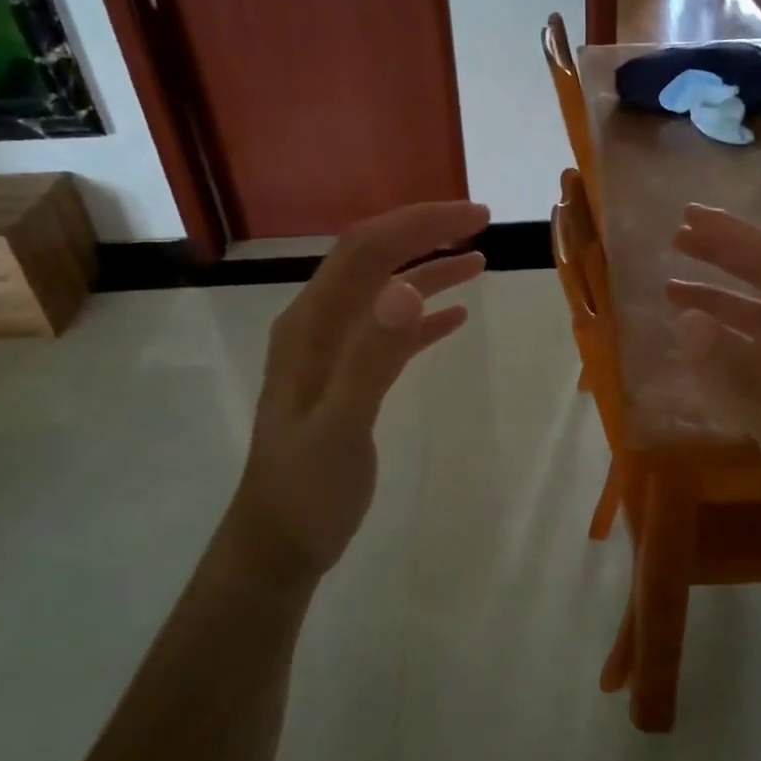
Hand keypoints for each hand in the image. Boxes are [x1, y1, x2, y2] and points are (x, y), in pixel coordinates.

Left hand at [228, 200, 488, 584]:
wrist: (278, 544)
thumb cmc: (306, 491)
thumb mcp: (340, 428)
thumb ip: (371, 358)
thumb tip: (407, 289)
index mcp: (311, 327)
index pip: (366, 251)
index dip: (419, 224)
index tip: (475, 217)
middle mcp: (317, 327)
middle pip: (373, 259)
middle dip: (424, 233)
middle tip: (482, 223)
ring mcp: (332, 352)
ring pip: (383, 292)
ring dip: (428, 269)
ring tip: (478, 260)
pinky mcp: (348, 378)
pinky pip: (389, 332)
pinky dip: (422, 315)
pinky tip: (455, 317)